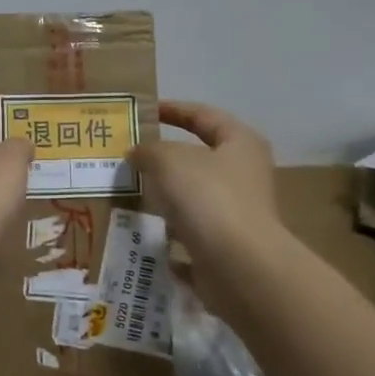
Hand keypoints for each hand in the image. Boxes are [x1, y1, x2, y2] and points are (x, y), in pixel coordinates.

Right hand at [131, 102, 280, 294]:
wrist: (237, 266)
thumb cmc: (208, 198)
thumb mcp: (168, 161)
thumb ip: (148, 151)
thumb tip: (137, 154)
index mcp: (240, 143)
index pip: (204, 116)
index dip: (174, 110)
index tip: (144, 112)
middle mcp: (244, 175)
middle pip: (200, 158)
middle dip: (165, 157)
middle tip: (130, 156)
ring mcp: (237, 213)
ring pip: (194, 197)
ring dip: (165, 196)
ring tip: (130, 194)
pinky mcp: (225, 246)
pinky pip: (190, 233)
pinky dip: (169, 234)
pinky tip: (143, 235)